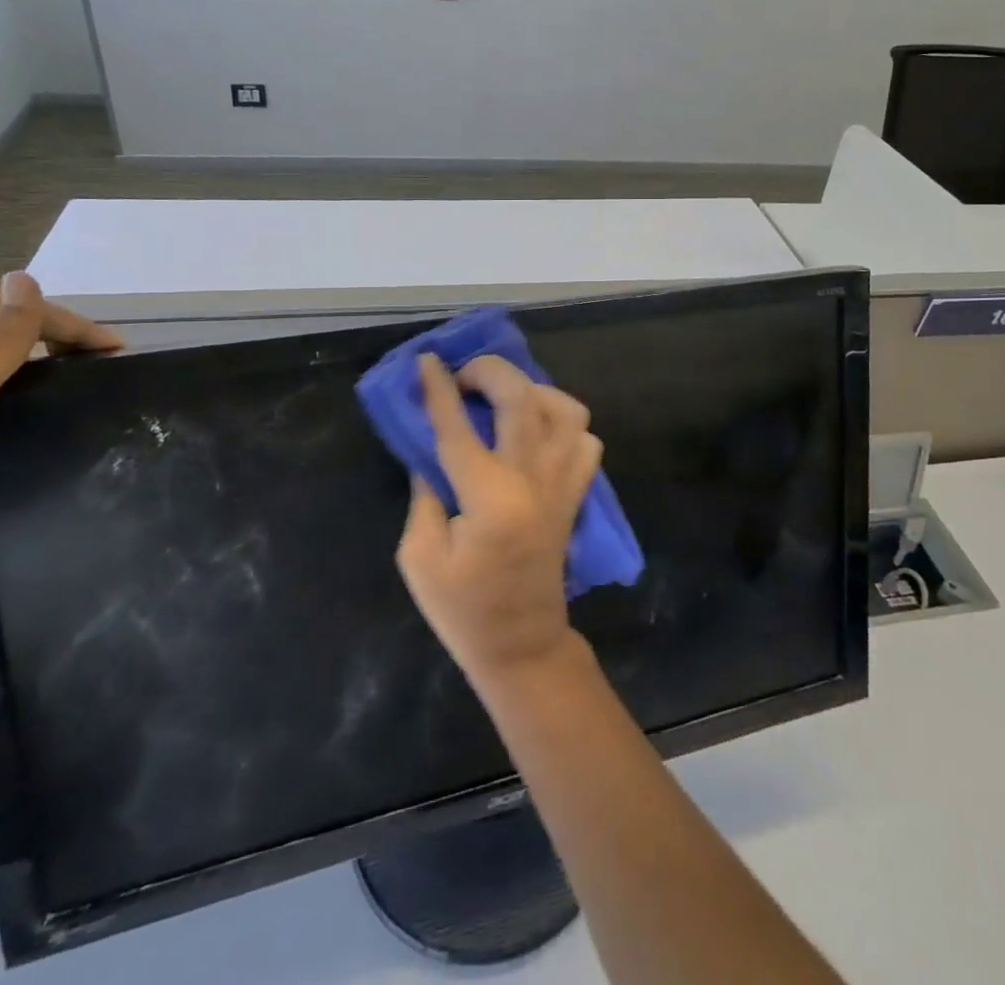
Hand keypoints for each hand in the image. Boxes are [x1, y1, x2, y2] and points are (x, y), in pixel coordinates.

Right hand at [396, 353, 603, 689]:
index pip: (459, 427)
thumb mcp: (420, 557)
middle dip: (489, 372)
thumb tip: (430, 449)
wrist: (523, 645)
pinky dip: (562, 422)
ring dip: (532, 389)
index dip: (439, 389)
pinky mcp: (575, 494)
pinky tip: (535, 430)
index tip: (427, 360)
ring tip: (503, 399)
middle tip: (462, 376)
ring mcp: (562, 484)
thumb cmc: (463, 610)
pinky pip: (584, 440)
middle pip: (521, 399)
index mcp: (489, 497)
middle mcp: (533, 480)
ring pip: (565, 410)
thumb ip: (425, 494)